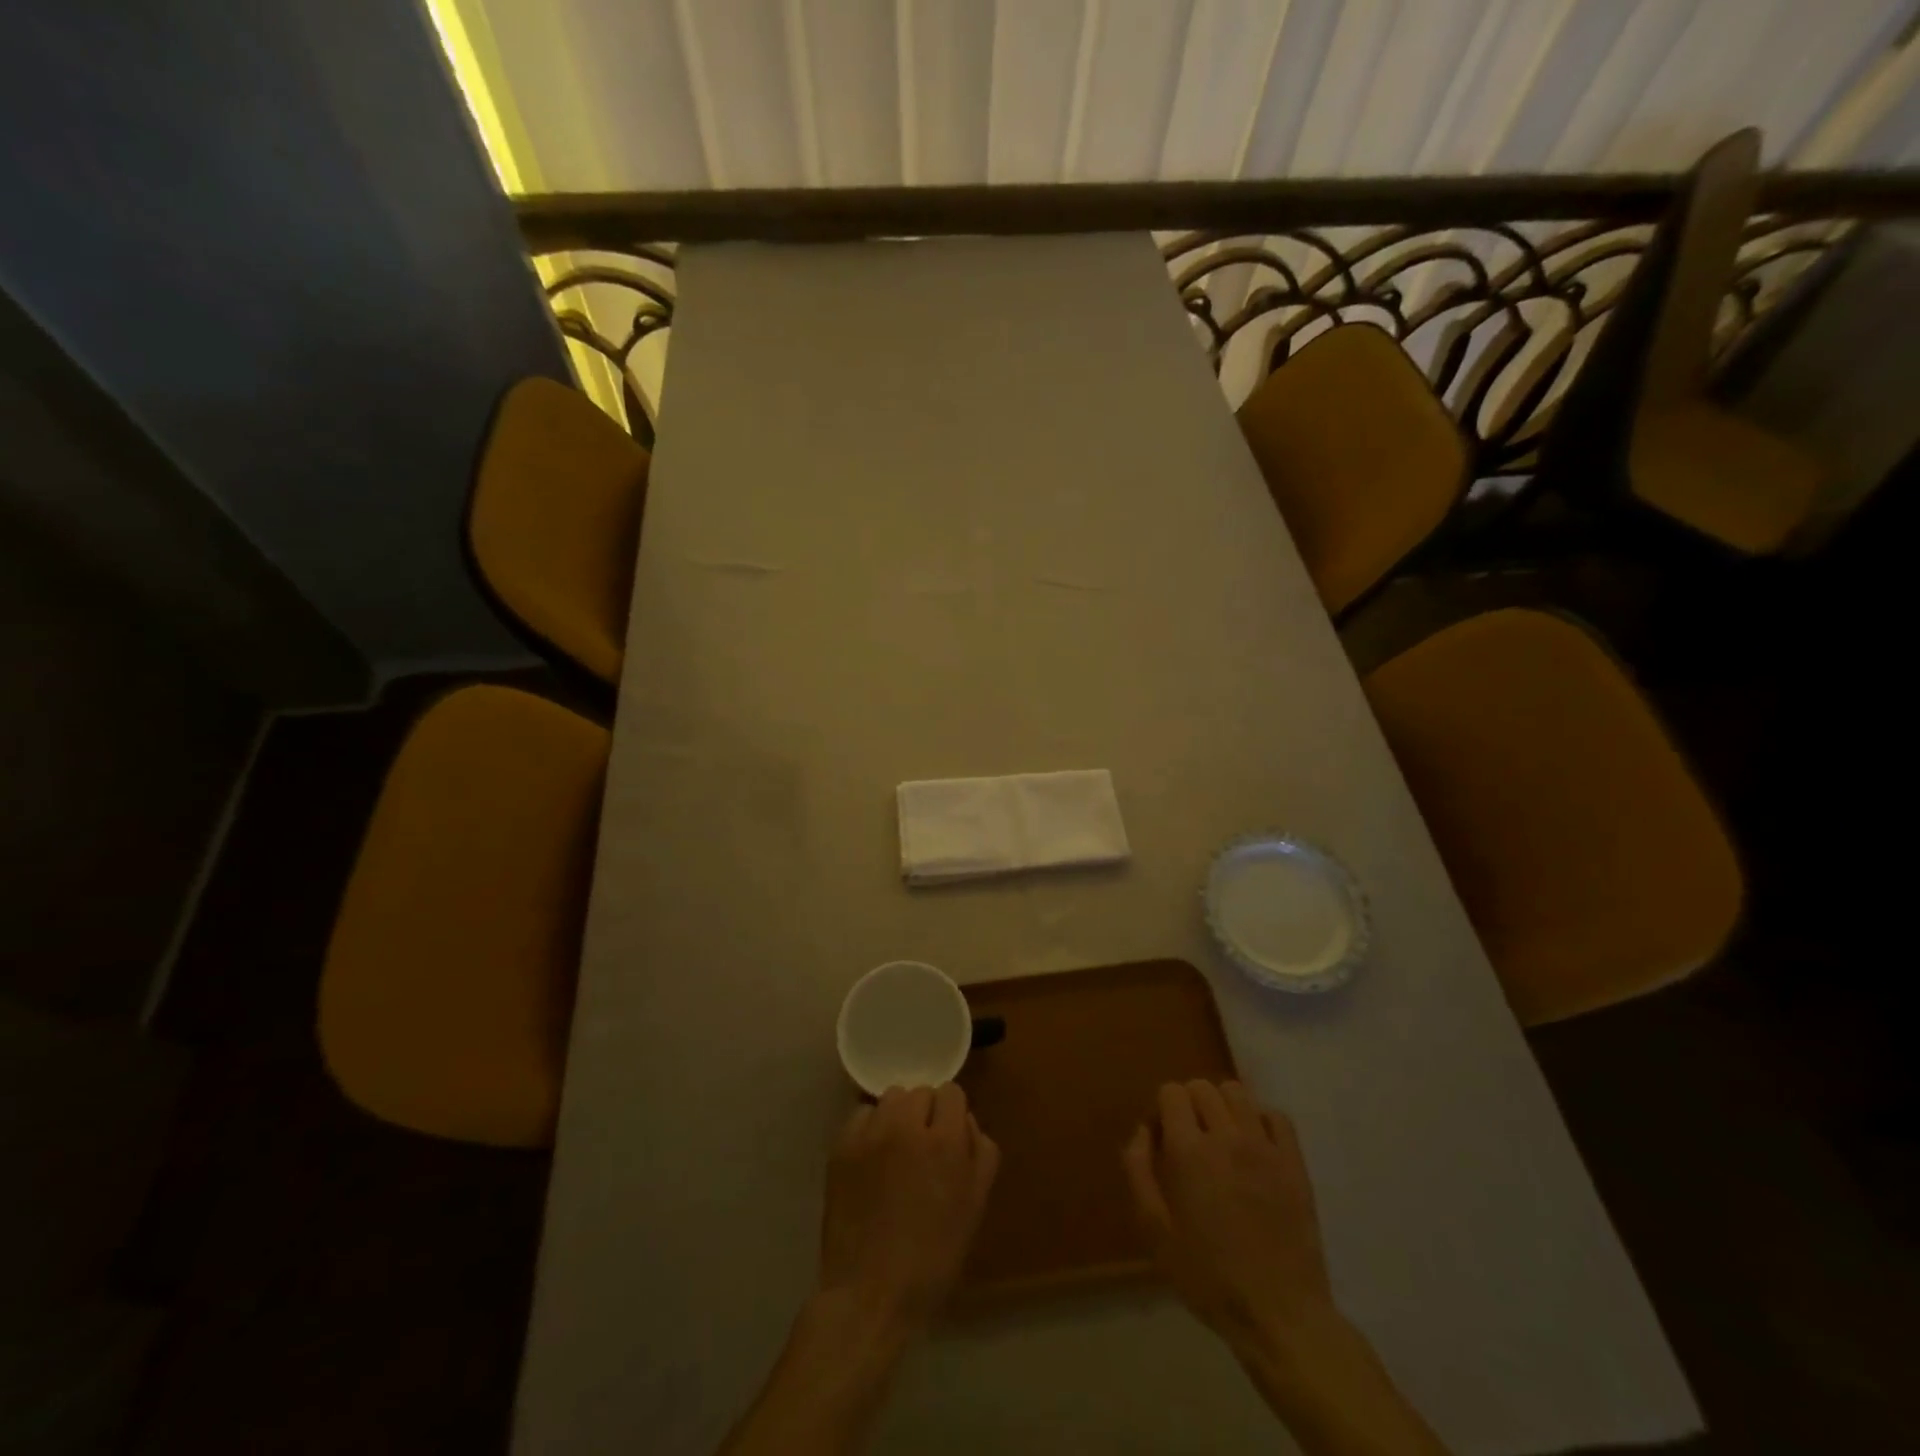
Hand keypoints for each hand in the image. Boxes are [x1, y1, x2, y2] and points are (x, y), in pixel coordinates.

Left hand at [818, 1084, 1000, 1333]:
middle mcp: (907, 1126)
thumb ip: (980, 1152)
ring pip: (890, 1098)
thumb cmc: (933, 1257)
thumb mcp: (974, 1206)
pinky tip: (871, 1159)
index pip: (951, 1093)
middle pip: (920, 1092)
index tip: (948, 1139)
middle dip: (925, 1114)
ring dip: (897, 1116)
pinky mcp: (842, 1146)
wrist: (871, 1293)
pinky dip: (869, 1128)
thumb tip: (965, 1122)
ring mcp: (871, 1134)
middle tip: (922, 1149)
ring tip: (895, 1150)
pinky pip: (862, 1115)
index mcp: (945, 1142)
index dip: (951, 1115)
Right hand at [1124, 1080, 1337, 1355]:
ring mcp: (1264, 1147)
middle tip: (1189, 1140)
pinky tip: (1254, 1146)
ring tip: (1221, 1138)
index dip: (1161, 1109)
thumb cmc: (1209, 1278)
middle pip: (1202, 1087)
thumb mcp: (1156, 1232)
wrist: (1280, 1315)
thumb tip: (1142, 1130)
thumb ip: (1139, 1171)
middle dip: (1189, 1104)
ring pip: (1237, 1093)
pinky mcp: (1294, 1162)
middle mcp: (1226, 1137)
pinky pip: (1276, 1116)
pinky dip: (1260, 1120)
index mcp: (1188, 1151)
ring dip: (1223, 1106)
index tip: (1162, 1139)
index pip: (1171, 1092)